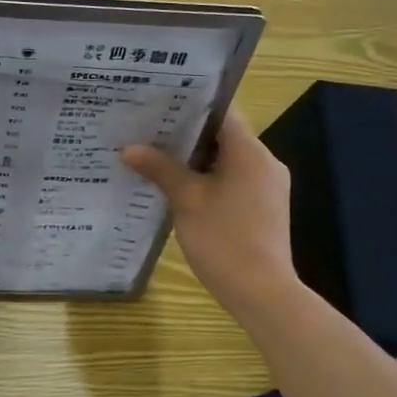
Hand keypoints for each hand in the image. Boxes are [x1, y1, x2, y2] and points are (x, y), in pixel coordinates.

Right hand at [123, 111, 298, 316]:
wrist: (261, 292)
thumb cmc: (224, 239)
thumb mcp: (186, 200)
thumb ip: (160, 169)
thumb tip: (129, 148)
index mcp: (250, 152)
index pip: (222, 112)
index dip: (191, 105)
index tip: (159, 104)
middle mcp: (264, 162)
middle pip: (224, 135)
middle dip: (186, 134)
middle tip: (148, 130)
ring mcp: (267, 186)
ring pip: (227, 159)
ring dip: (195, 158)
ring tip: (156, 156)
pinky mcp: (263, 207)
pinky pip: (233, 179)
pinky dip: (208, 178)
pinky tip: (179, 187)